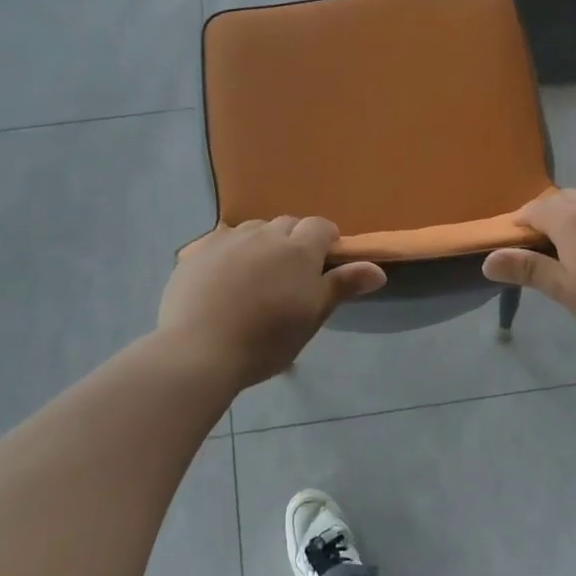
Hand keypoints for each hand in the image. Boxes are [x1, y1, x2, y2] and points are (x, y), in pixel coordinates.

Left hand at [158, 218, 385, 387]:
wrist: (200, 350)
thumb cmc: (267, 340)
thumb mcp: (312, 317)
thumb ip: (343, 286)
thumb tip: (378, 270)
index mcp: (298, 249)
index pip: (321, 227)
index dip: (327, 241)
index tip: (324, 265)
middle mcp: (264, 234)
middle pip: (286, 225)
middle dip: (294, 242)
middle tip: (290, 277)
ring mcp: (227, 239)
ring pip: (253, 230)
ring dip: (261, 244)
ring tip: (256, 277)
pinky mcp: (196, 251)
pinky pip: (221, 241)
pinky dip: (229, 253)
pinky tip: (223, 280)